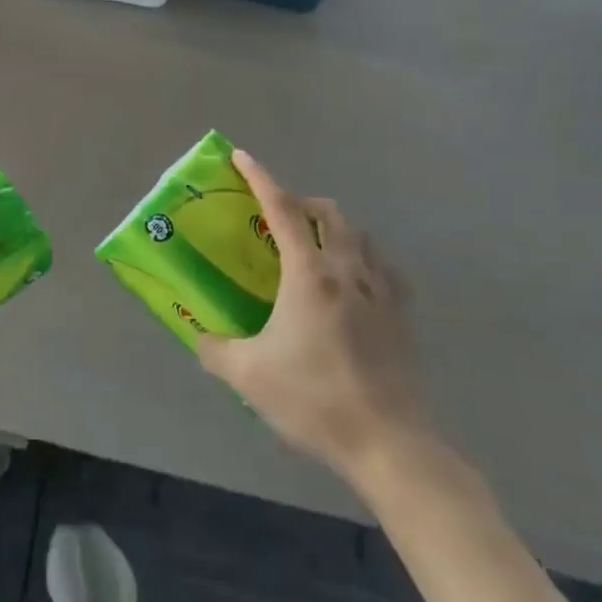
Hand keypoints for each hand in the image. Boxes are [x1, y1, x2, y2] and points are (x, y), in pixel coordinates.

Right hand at [196, 150, 433, 484]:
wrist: (390, 444)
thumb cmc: (315, 399)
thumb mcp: (249, 375)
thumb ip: (215, 349)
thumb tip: (198, 336)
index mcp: (308, 274)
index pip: (281, 209)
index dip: (260, 178)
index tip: (242, 157)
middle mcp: (347, 270)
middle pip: (328, 212)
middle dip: (301, 202)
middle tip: (278, 216)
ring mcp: (381, 291)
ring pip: (360, 234)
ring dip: (334, 226)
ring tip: (314, 245)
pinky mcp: (402, 315)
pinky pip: (384, 267)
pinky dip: (365, 257)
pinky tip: (355, 279)